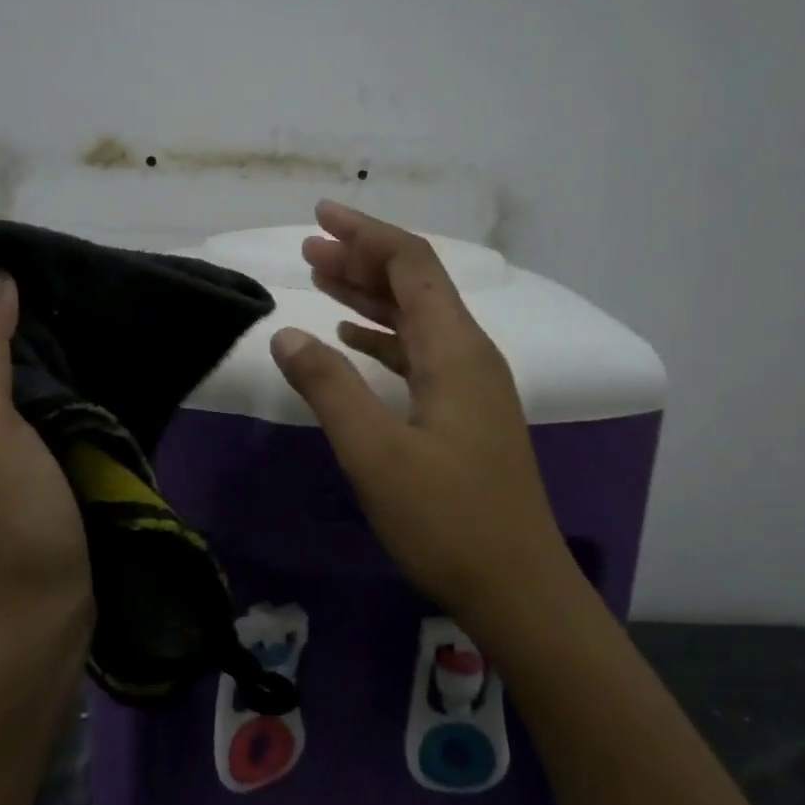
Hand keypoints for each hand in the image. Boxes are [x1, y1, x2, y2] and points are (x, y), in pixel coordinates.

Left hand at [0, 272, 92, 668]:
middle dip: (20, 320)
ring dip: (52, 357)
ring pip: (20, 384)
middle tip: (72, 291)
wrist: (31, 628)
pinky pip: (51, 417)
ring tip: (94, 320)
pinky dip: (73, 393)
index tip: (27, 265)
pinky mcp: (35, 476)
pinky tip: (104, 372)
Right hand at [269, 202, 574, 632]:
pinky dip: (383, 339)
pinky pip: (419, 355)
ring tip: (322, 280)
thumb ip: (329, 388)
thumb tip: (287, 334)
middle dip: (363, 259)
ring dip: (370, 297)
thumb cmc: (446, 519)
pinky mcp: (465, 414)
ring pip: (416, 320)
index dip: (367, 235)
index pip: (412, 266)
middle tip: (310, 248)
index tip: (321, 217)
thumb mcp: (375, 453)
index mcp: (455, 350)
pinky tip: (353, 342)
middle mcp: (469, 355)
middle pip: (416, 285)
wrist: (517, 587)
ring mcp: (471, 386)